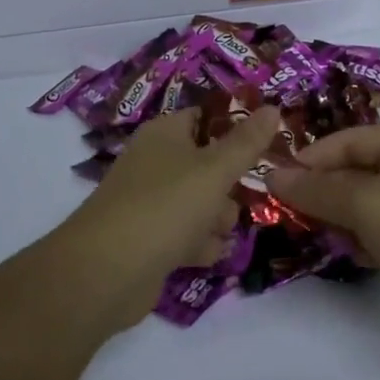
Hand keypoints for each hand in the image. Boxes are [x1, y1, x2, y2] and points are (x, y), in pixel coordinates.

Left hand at [56, 106, 282, 332]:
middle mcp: (155, 163)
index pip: (206, 118)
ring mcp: (149, 203)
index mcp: (165, 134)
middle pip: (207, 164)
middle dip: (229, 185)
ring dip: (217, 220)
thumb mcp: (215, 170)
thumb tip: (273, 106)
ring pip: (199, 202)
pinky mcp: (148, 240)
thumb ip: (247, 142)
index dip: (236, 128)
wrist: (106, 273)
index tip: (266, 144)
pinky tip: (208, 256)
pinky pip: (185, 234)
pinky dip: (198, 244)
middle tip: (243, 198)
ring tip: (220, 234)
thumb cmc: (165, 207)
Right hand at [265, 125, 379, 331]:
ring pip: (368, 203)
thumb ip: (317, 189)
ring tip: (318, 235)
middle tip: (292, 212)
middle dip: (325, 190)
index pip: (348, 139)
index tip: (279, 180)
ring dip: (342, 217)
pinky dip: (365, 239)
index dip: (312, 157)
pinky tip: (352, 255)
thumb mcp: (363, 203)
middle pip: (357, 170)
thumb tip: (274, 174)